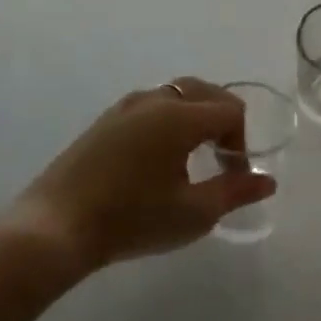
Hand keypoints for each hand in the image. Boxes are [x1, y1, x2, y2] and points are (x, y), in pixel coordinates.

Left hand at [0, 79, 274, 280]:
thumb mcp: (194, 213)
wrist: (54, 228)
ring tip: (194, 158)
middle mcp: (153, 100)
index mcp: (179, 116)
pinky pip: (151, 107)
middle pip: (206, 92)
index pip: (230, 111)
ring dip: (197, 118)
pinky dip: (170, 121)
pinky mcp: (104, 122)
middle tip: (223, 160)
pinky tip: (160, 159)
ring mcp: (124, 108)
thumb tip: (266, 180)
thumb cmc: (132, 219)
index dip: (242, 142)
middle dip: (224, 121)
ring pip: (176, 96)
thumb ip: (235, 192)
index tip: (235, 177)